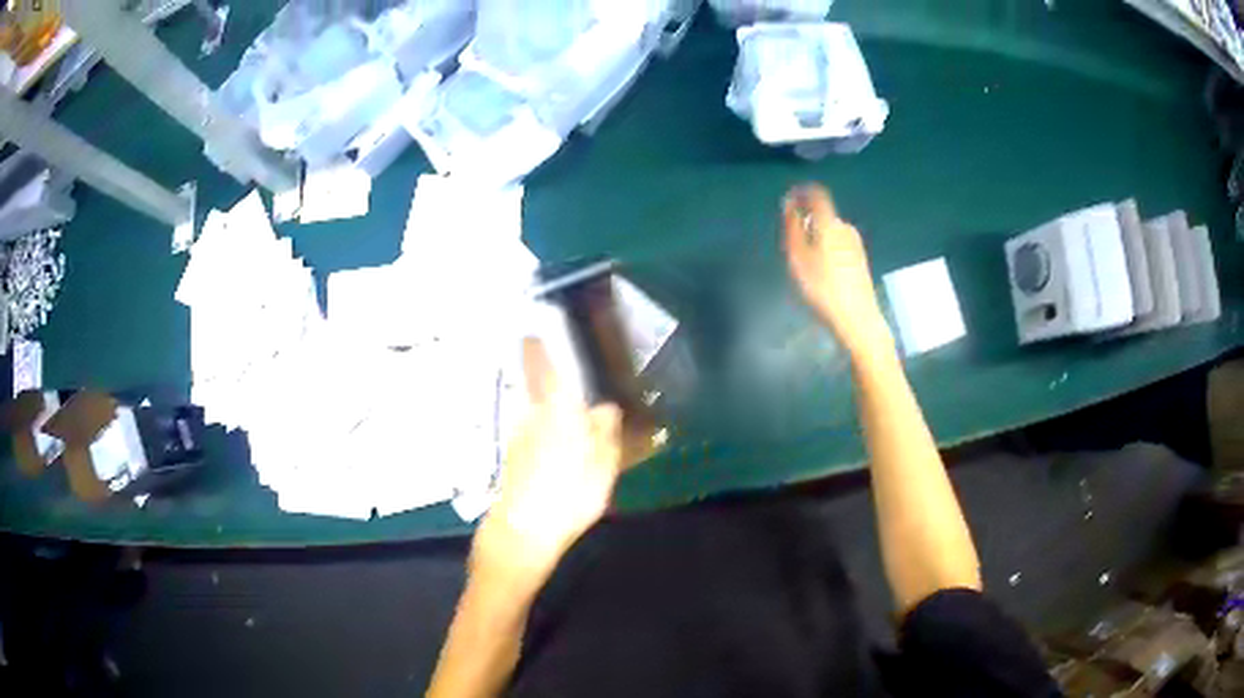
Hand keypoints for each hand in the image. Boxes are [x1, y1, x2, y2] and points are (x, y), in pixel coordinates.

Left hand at [477, 338, 622, 579]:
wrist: (523, 533)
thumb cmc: (568, 495)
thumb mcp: (602, 465)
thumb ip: (605, 431)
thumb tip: (605, 407)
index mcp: (555, 411)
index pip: (541, 367)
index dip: (536, 346)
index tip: (535, 330)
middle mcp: (531, 416)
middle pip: (540, 389)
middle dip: (554, 384)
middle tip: (579, 392)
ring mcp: (518, 438)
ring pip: (539, 414)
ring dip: (553, 414)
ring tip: (579, 428)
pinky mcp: (513, 459)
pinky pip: (535, 435)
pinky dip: (548, 437)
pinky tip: (563, 457)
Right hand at [782, 183, 891, 355]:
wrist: (857, 319)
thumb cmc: (823, 287)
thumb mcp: (798, 257)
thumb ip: (792, 227)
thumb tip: (789, 203)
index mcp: (830, 223)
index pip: (817, 194)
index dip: (802, 192)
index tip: (788, 202)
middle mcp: (846, 228)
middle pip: (823, 214)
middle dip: (806, 220)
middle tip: (790, 240)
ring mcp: (856, 244)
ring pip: (830, 230)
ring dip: (816, 236)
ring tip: (804, 260)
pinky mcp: (860, 259)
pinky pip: (838, 244)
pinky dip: (826, 248)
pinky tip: (821, 272)